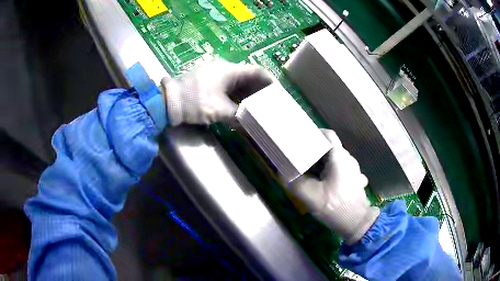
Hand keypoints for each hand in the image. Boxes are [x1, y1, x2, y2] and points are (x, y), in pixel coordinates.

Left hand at [160, 60, 272, 125]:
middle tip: (269, 103)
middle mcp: (224, 69)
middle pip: (248, 77)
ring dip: (247, 94)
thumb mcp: (218, 110)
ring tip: (256, 107)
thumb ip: (238, 116)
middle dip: (259, 90)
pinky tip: (239, 106)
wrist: (167, 101)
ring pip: (237, 83)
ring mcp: (214, 75)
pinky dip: (235, 96)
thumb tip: (250, 125)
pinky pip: (227, 87)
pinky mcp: (207, 82)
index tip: (277, 93)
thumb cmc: (195, 101)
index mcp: (229, 70)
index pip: (256, 71)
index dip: (269, 81)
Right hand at [291, 129, 379, 244]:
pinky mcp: (354, 180)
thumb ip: (294, 183)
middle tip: (299, 159)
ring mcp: (354, 170)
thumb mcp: (310, 196)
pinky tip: (322, 183)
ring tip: (308, 172)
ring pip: (335, 159)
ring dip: (321, 163)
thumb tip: (282, 174)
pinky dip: (329, 171)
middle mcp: (349, 159)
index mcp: (340, 157)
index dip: (314, 134)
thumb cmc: (335, 207)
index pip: (328, 135)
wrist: (357, 224)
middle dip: (313, 151)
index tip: (301, 140)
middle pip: (330, 148)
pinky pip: (339, 169)